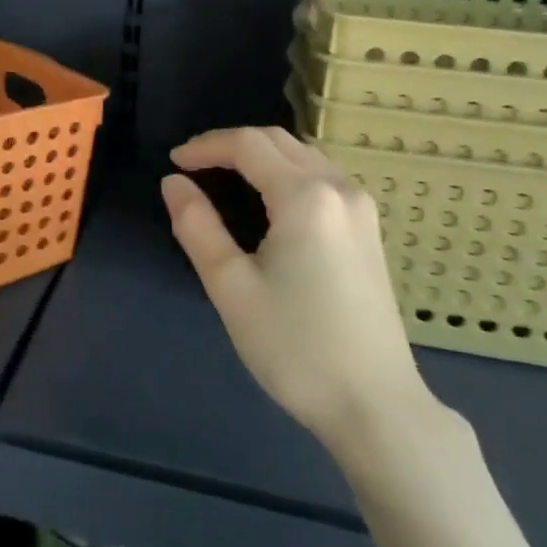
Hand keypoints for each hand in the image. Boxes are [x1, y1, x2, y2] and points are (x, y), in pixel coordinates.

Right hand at [162, 126, 434, 448]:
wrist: (374, 404)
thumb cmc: (295, 346)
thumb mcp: (231, 287)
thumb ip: (197, 226)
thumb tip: (173, 184)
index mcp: (305, 196)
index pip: (248, 145)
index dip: (205, 146)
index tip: (172, 163)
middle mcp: (339, 188)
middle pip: (279, 141)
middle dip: (231, 144)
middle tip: (192, 166)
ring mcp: (361, 209)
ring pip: (304, 156)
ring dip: (261, 155)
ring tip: (223, 176)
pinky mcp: (369, 230)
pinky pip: (322, 178)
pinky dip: (287, 172)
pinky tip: (268, 199)